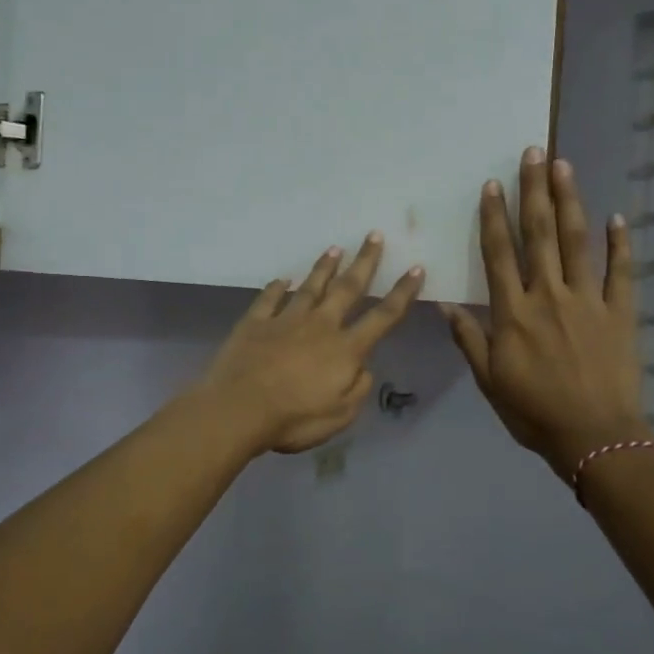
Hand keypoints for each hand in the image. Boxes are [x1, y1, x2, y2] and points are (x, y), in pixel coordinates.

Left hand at [198, 234, 425, 455]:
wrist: (238, 408)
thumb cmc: (293, 418)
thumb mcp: (340, 416)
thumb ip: (357, 389)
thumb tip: (363, 368)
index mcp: (345, 349)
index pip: (382, 317)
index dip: (402, 293)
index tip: (415, 268)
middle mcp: (319, 326)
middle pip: (347, 288)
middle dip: (364, 262)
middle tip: (374, 235)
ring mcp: (285, 320)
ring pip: (310, 287)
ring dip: (324, 267)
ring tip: (334, 248)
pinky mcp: (255, 323)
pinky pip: (268, 299)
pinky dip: (276, 288)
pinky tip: (281, 279)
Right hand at [443, 149, 651, 478]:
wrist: (594, 437)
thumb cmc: (534, 411)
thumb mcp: (489, 381)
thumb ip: (469, 339)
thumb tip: (444, 306)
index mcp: (513, 313)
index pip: (500, 255)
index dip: (494, 217)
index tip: (492, 185)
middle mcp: (548, 296)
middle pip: (540, 234)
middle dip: (534, 191)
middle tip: (533, 152)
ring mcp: (588, 301)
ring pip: (577, 242)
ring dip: (570, 201)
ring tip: (564, 166)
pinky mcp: (620, 313)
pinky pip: (620, 272)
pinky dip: (620, 244)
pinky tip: (617, 218)